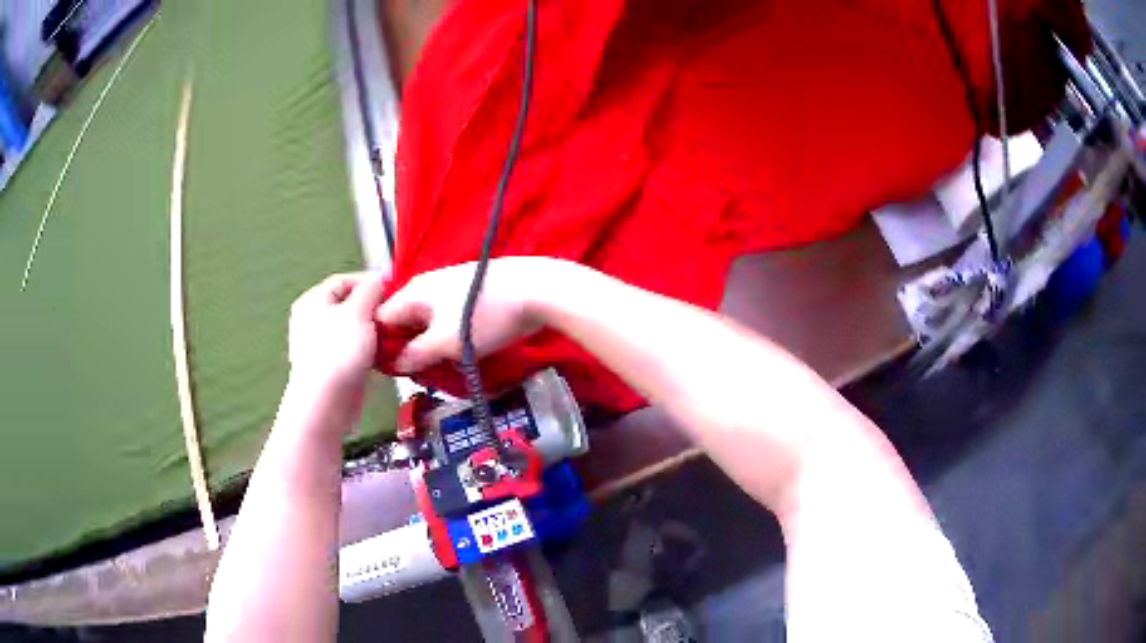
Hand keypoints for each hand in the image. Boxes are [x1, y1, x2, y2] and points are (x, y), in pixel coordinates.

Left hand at [288, 272, 388, 397]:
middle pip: (347, 304)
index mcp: (313, 300)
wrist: (325, 402)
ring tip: (391, 335)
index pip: (343, 280)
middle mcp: (312, 319)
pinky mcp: (330, 366)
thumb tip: (378, 278)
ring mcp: (320, 345)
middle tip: (393, 314)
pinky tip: (381, 355)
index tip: (393, 290)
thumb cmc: (338, 351)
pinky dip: (366, 349)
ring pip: (352, 328)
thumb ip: (370, 289)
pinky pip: (351, 349)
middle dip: (372, 308)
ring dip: (372, 330)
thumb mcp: (358, 311)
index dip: (369, 282)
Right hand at [376, 257, 556, 372]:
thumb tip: (395, 365)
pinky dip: (447, 337)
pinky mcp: (469, 295)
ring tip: (439, 370)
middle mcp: (425, 286)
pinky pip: (447, 319)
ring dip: (429, 346)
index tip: (389, 372)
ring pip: (426, 322)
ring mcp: (448, 288)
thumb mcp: (446, 343)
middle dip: (407, 349)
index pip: (380, 320)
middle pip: (403, 321)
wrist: (536, 291)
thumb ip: (415, 355)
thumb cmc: (484, 317)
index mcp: (412, 293)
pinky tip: (459, 354)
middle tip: (418, 375)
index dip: (380, 347)